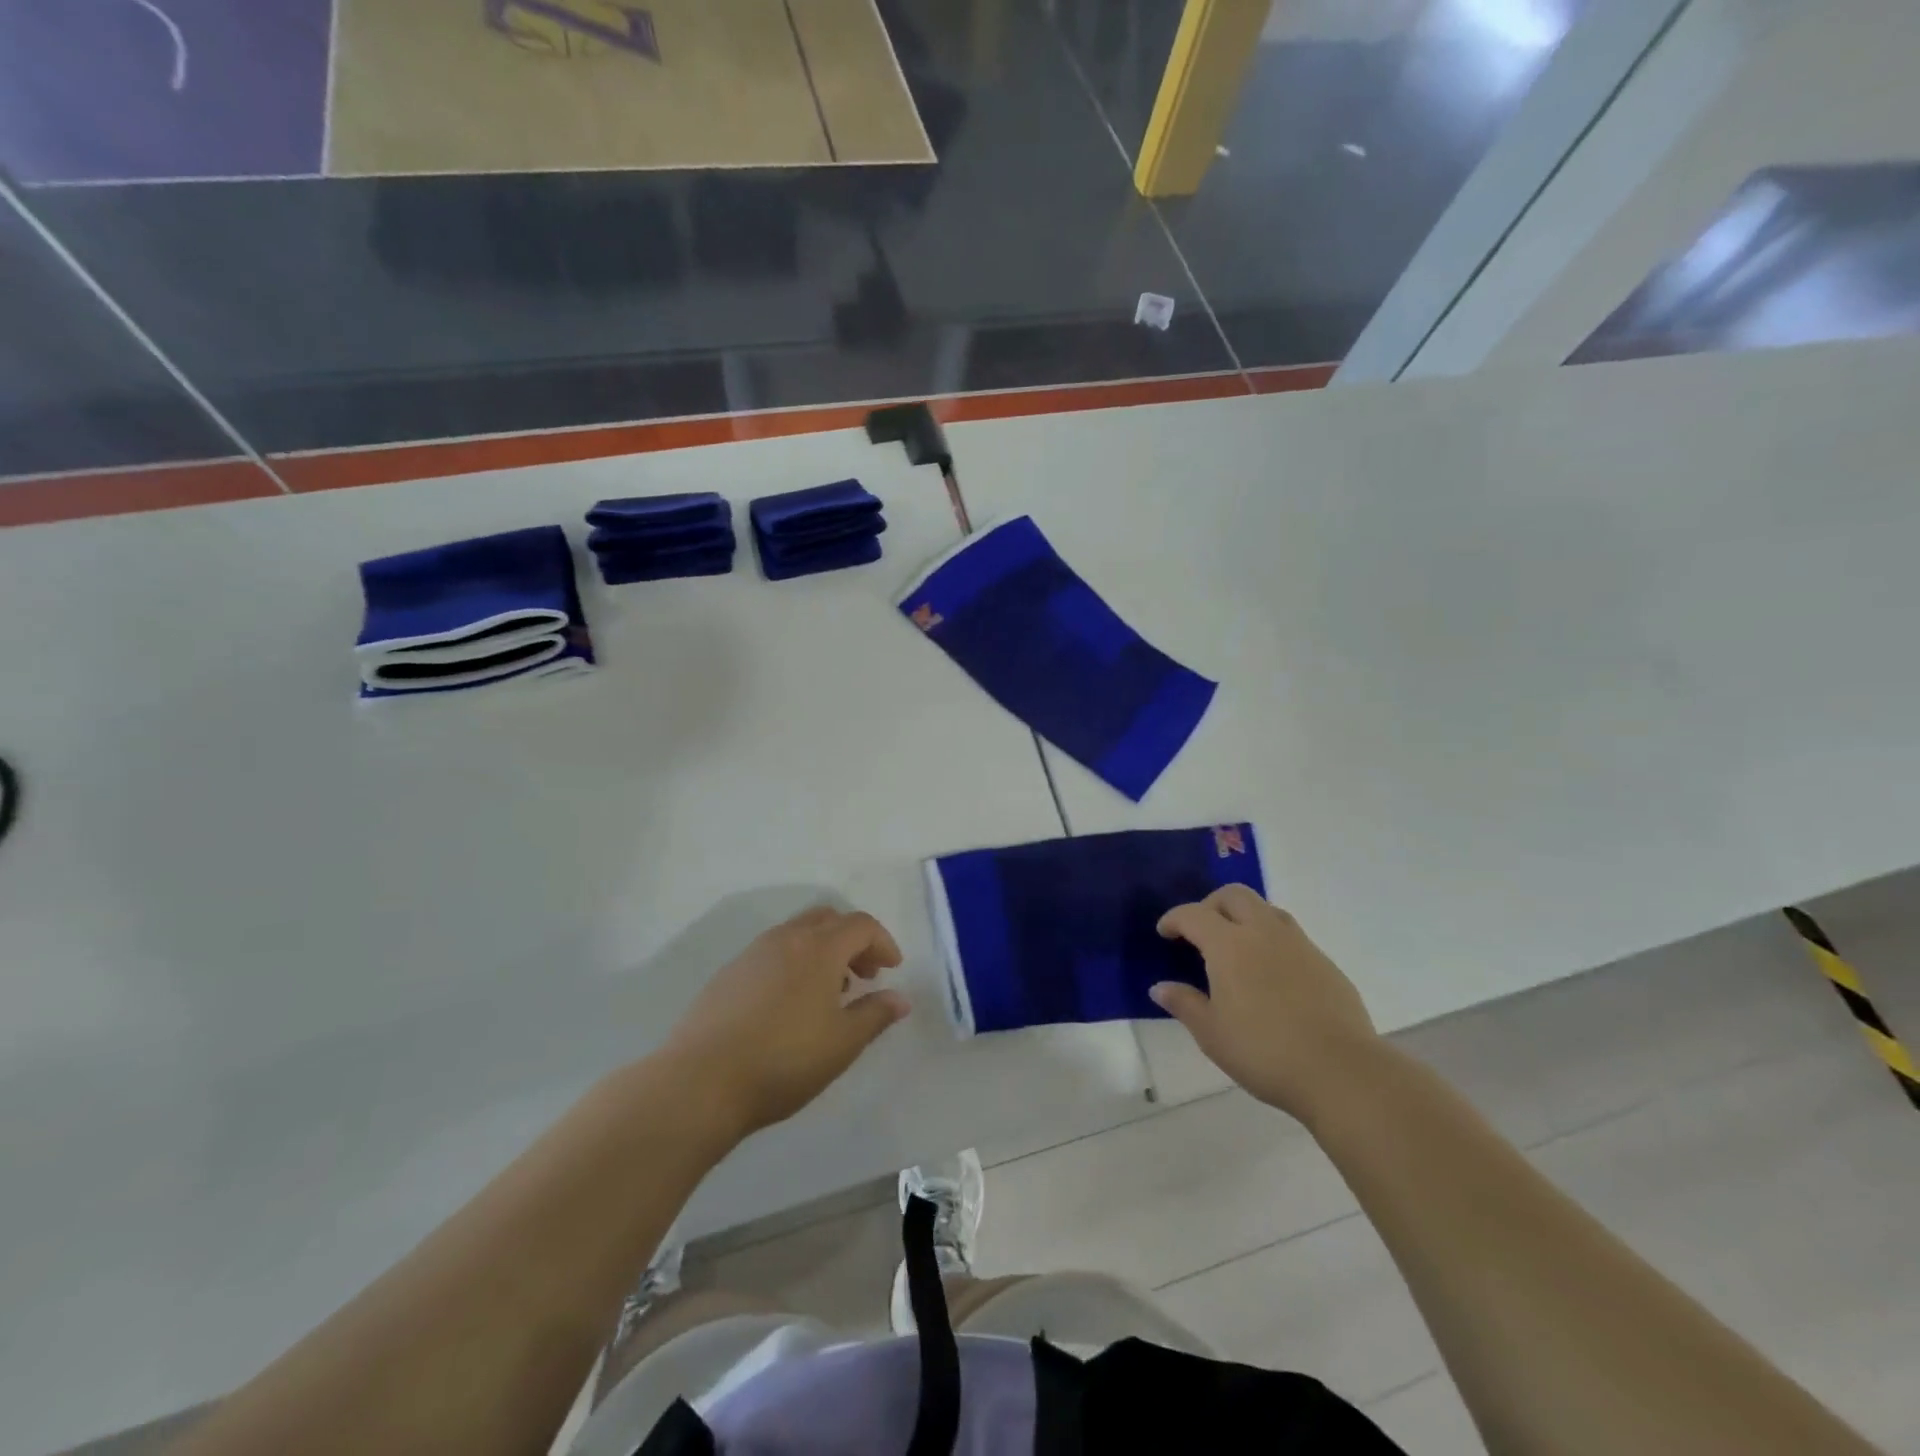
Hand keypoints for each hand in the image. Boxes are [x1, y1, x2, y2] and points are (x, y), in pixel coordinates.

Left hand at [662, 905, 909, 1137]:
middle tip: (864, 975)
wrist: (700, 1082)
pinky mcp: (728, 974)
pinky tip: (789, 1005)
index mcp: (819, 948)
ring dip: (822, 950)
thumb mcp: (842, 1043)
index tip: (891, 971)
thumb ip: (875, 1014)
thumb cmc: (784, 1060)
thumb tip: (900, 998)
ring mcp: (752, 953)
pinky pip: (772, 952)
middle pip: (828, 919)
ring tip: (829, 993)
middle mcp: (786, 939)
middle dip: (853, 940)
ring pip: (797, 933)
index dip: (883, 942)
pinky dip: (794, 962)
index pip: (860, 925)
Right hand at [1151, 885, 1378, 1120]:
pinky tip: (1271, 975)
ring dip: (1245, 917)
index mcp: (1229, 944)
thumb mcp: (1211, 1034)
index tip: (1165, 933)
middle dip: (1211, 905)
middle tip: (1201, 931)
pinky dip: (1272, 941)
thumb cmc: (1264, 1052)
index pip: (1194, 915)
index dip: (1174, 919)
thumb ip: (1185, 1004)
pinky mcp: (1325, 964)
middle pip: (1234, 895)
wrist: (1341, 1072)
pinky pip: (1291, 936)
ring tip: (1236, 947)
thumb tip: (1160, 987)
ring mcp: (1299, 945)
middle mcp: (1263, 932)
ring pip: (1267, 910)